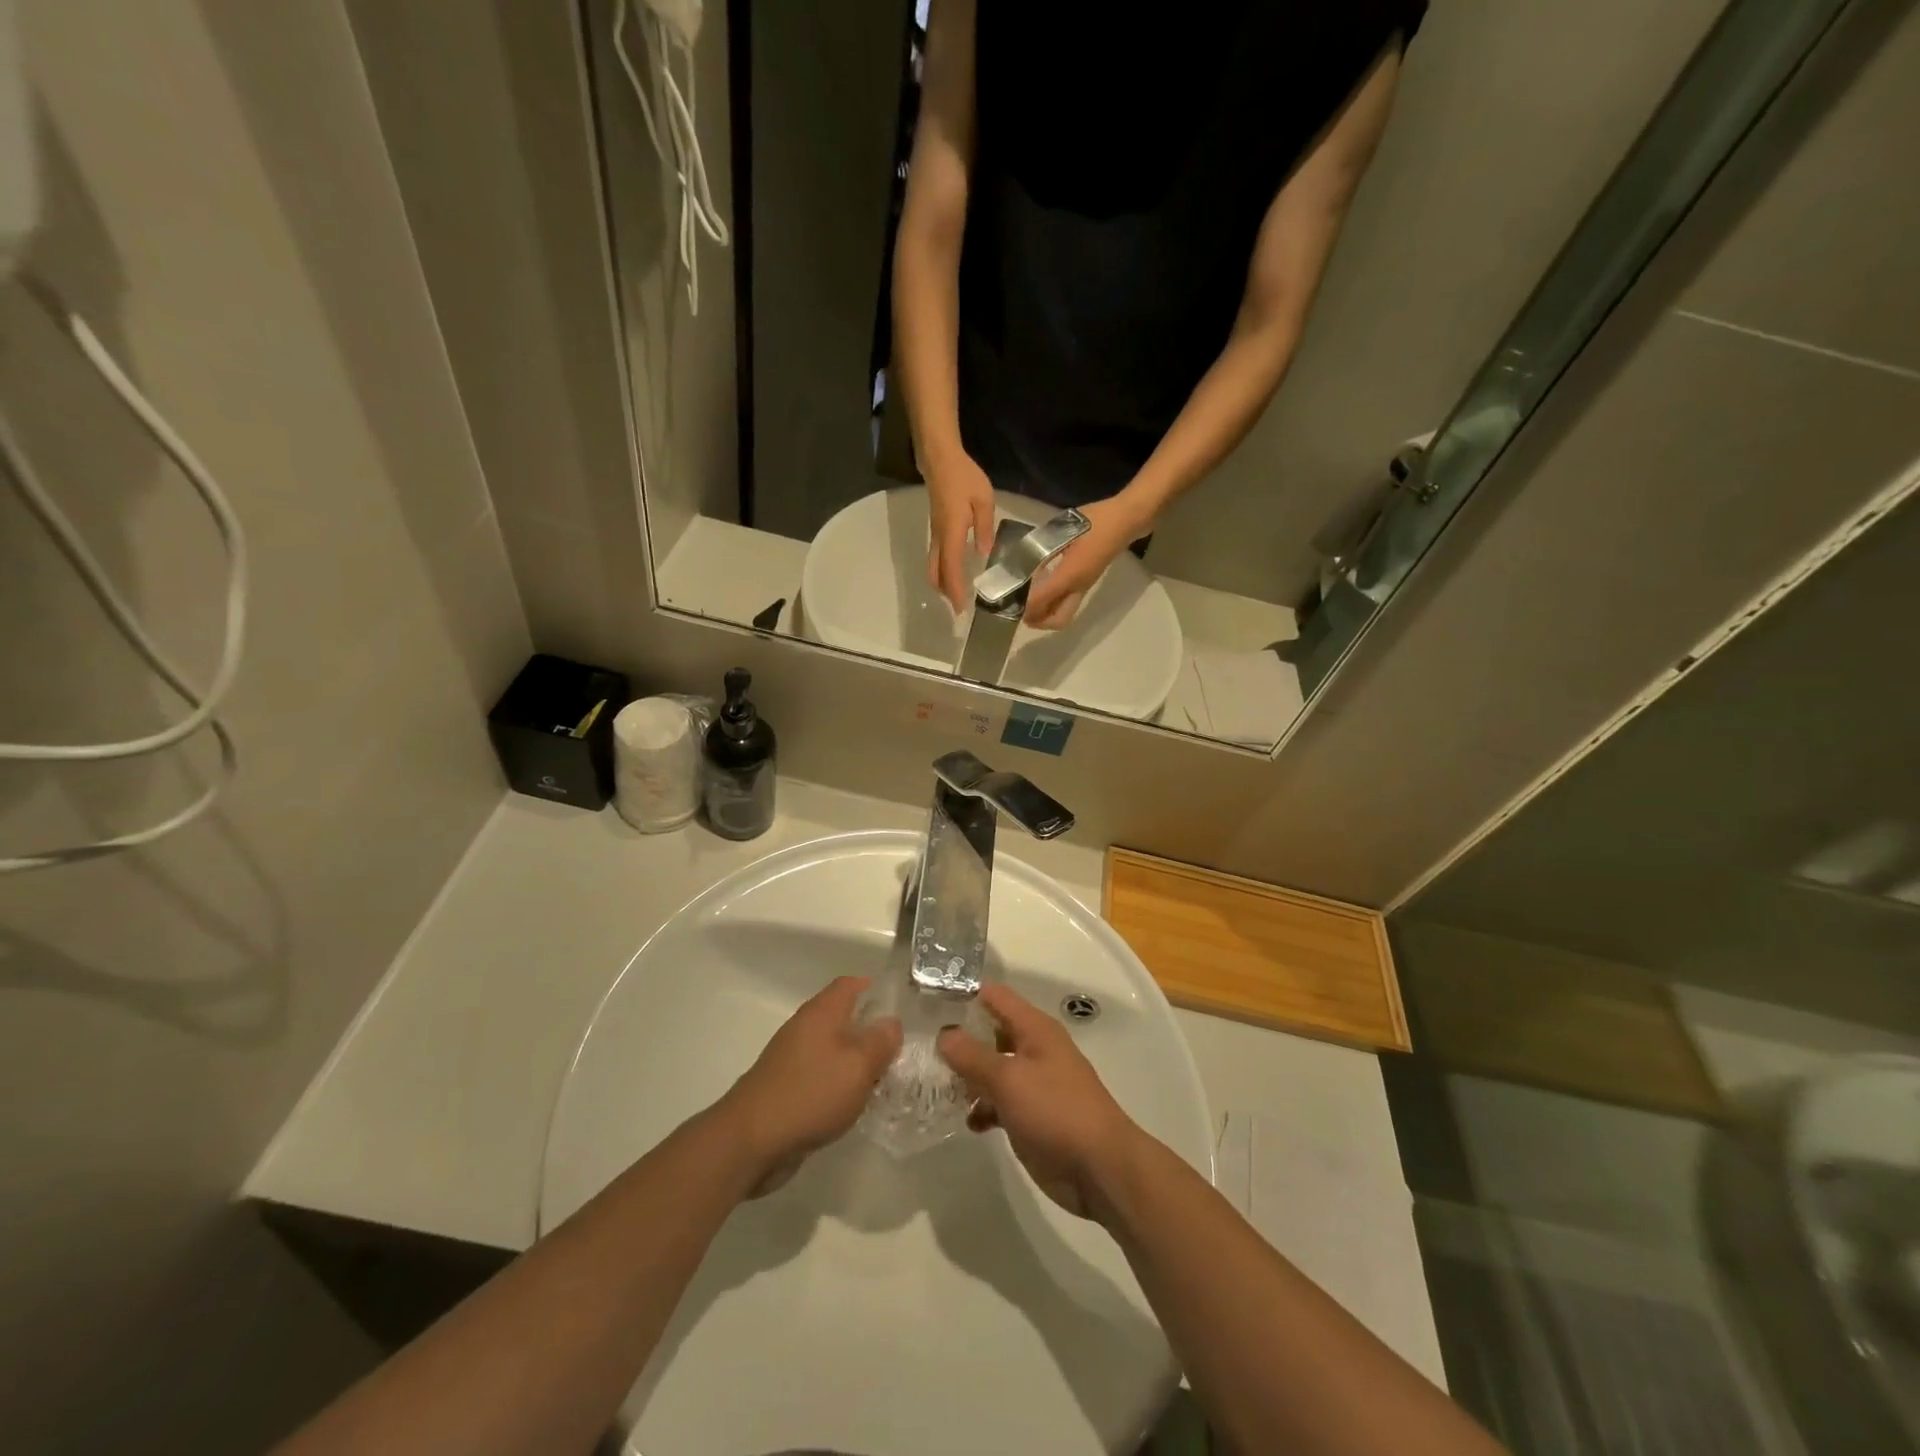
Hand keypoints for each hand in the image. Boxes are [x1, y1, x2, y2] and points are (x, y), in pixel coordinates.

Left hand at [720, 976, 901, 1196]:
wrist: (751, 1140)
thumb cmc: (811, 1093)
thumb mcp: (858, 1066)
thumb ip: (880, 1041)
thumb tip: (892, 1023)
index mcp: (822, 1012)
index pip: (850, 984)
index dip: (875, 989)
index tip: (899, 1006)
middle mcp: (805, 1027)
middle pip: (842, 1016)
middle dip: (870, 1030)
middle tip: (898, 1049)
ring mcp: (792, 1058)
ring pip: (832, 1048)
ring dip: (855, 1060)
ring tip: (883, 1079)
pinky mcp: (786, 1087)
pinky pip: (820, 1074)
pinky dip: (838, 1083)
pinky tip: (853, 1104)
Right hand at [925, 452, 997, 613]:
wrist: (940, 459)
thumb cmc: (964, 477)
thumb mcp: (983, 500)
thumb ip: (984, 528)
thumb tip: (984, 552)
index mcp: (951, 532)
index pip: (951, 568)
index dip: (955, 590)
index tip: (961, 609)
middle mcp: (939, 538)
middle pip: (936, 573)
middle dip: (945, 593)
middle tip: (959, 609)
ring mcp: (935, 534)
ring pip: (933, 566)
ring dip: (942, 583)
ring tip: (957, 595)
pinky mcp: (936, 530)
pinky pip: (936, 557)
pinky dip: (943, 571)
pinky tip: (956, 573)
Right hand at [937, 982, 1142, 1218]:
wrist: (1100, 1169)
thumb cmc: (1056, 1111)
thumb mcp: (1009, 1079)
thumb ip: (973, 1055)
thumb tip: (944, 1033)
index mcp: (1034, 1029)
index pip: (994, 996)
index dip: (964, 993)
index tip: (928, 999)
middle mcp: (1033, 1049)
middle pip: (990, 1032)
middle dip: (959, 1038)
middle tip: (919, 1045)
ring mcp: (1033, 1083)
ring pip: (992, 1069)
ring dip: (967, 1077)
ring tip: (932, 1085)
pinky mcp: (1031, 1116)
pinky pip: (999, 1102)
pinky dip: (982, 1108)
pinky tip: (966, 1121)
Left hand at [1022, 494, 1152, 629]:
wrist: (1126, 520)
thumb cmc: (1096, 521)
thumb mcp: (1064, 529)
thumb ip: (1042, 547)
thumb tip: (1021, 561)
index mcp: (1071, 575)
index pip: (1041, 600)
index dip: (1023, 605)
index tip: (1005, 601)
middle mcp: (1078, 587)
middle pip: (1058, 620)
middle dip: (1036, 621)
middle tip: (1018, 611)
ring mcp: (1085, 586)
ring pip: (1063, 613)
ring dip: (1044, 615)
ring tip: (1026, 603)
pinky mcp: (1087, 582)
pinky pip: (1068, 602)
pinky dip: (1052, 603)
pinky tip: (1041, 588)